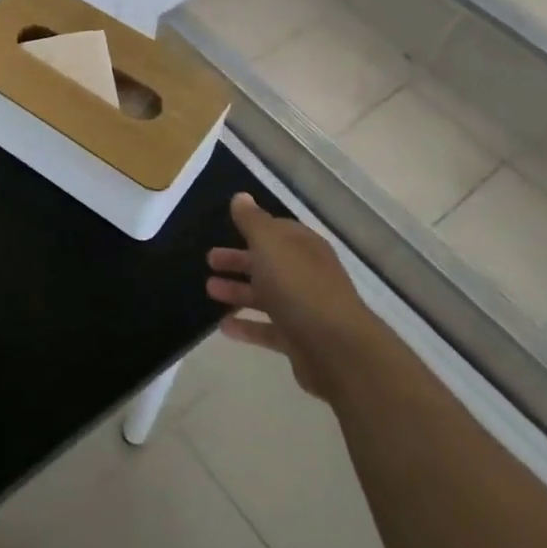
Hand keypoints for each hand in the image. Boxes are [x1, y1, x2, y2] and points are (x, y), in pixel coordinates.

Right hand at [204, 193, 368, 400]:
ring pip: (266, 296)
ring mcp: (304, 309)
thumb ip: (253, 221)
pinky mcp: (299, 340)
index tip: (226, 227)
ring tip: (209, 290)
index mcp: (304, 247)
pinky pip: (268, 330)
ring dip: (238, 292)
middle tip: (210, 260)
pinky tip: (223, 327)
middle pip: (269, 263)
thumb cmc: (299, 287)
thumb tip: (241, 197)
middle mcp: (307, 275)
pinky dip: (247, 327)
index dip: (253, 228)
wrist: (337, 350)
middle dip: (239, 260)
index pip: (278, 230)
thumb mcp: (270, 245)